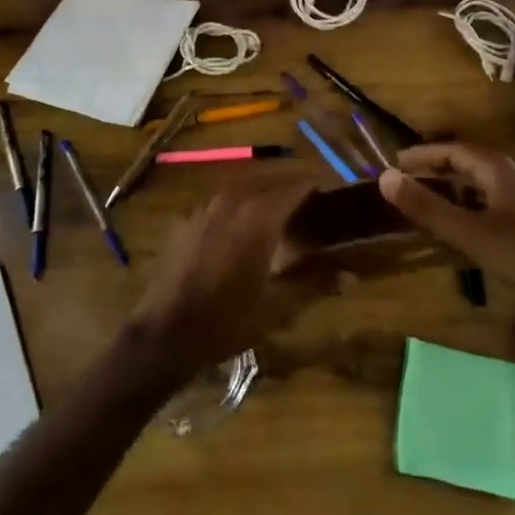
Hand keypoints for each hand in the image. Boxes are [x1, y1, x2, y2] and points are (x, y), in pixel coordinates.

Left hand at [125, 180, 327, 379]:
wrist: (164, 333)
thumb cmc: (226, 321)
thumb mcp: (277, 308)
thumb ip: (314, 284)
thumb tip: (350, 274)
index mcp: (258, 217)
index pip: (294, 186)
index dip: (316, 186)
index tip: (333, 193)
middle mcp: (232, 202)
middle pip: (269, 180)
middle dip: (291, 185)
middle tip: (311, 202)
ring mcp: (206, 209)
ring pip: (243, 186)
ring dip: (265, 190)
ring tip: (281, 210)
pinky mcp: (188, 221)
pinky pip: (222, 200)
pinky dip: (241, 202)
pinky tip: (244, 226)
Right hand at [378, 143, 514, 306]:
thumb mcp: (470, 232)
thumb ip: (427, 206)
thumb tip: (383, 177)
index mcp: (495, 169)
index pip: (450, 150)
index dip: (420, 155)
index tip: (392, 163)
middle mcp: (506, 178)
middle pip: (462, 166)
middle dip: (431, 172)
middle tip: (399, 185)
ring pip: (473, 189)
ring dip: (445, 194)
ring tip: (418, 207)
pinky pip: (483, 209)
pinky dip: (461, 213)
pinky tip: (451, 233)